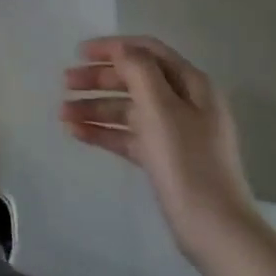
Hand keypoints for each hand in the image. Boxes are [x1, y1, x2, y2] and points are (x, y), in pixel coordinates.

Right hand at [62, 35, 258, 262]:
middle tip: (65, 83)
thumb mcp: (161, 107)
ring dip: (95, 107)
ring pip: (127, 109)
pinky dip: (103, 131)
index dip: (113, 48)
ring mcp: (173, 132)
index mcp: (191, 84)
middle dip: (98, 79)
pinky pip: (127, 136)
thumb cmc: (186, 160)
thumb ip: (138, 70)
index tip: (79, 52)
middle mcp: (184, 103)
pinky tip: (76, 133)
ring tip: (62, 114)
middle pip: (134, 79)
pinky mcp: (162, 158)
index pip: (147, 52)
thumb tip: (120, 49)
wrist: (213, 227)